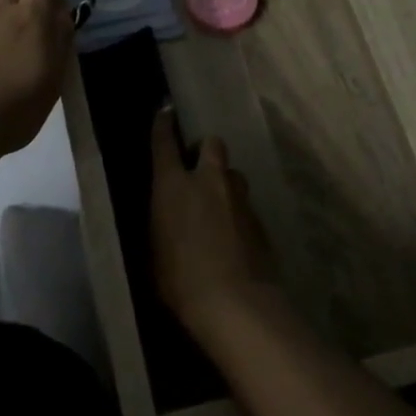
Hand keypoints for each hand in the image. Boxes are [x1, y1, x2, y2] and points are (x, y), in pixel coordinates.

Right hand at [150, 108, 280, 339]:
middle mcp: (208, 181)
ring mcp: (239, 198)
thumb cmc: (179, 280)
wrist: (235, 304)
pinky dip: (239, 214)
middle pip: (212, 144)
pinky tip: (235, 238)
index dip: (164, 125)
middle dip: (206, 151)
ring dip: (226, 184)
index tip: (166, 111)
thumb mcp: (154, 250)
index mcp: (173, 185)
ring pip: (234, 174)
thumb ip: (161, 223)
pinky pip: (246, 206)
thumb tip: (166, 215)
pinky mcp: (260, 221)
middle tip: (199, 169)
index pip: (164, 142)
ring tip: (220, 207)